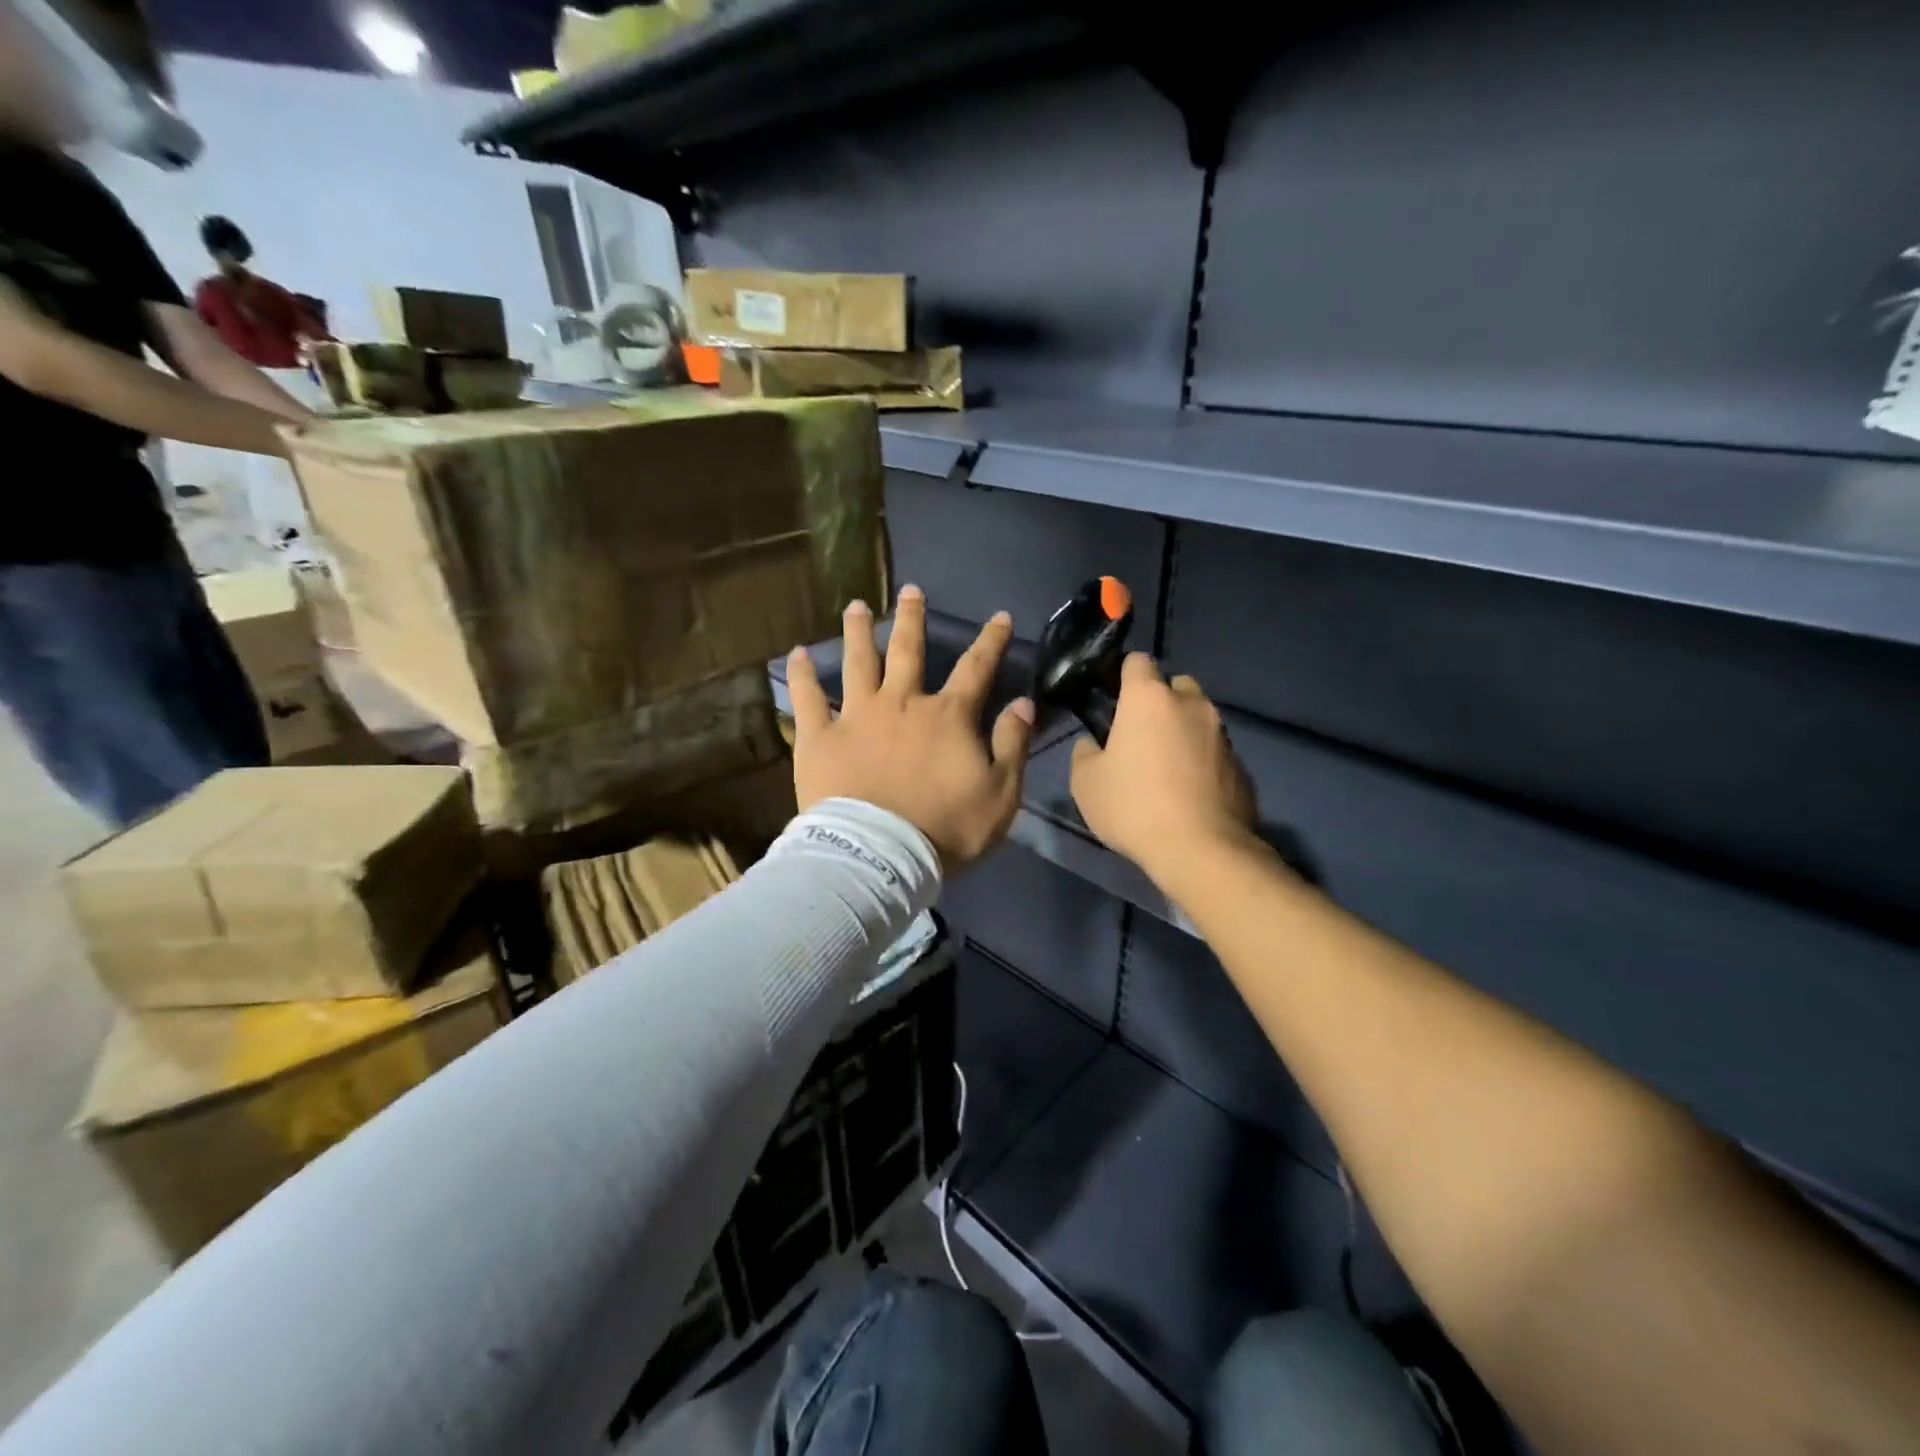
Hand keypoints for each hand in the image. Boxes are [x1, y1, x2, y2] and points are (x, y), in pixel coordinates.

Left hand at [787, 586, 1034, 871]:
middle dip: (912, 618)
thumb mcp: (1000, 795)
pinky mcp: (820, 737)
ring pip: (857, 662)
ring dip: (858, 631)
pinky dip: (802, 675)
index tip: (999, 616)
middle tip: (910, 590)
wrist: (879, 858)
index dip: (991, 641)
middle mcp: (902, 703)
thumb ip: (1012, 745)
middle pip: (908, 650)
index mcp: (947, 716)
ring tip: (856, 606)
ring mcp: (857, 716)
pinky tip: (796, 653)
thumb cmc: (945, 830)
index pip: (977, 668)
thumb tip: (1024, 703)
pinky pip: (807, 698)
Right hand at [1070, 653, 1257, 879]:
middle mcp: (1191, 705)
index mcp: (1149, 699)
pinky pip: (1214, 750)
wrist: (1201, 850)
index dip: (1123, 675)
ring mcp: (1221, 734)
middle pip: (1175, 685)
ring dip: (1182, 730)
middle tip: (1141, 734)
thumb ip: (1085, 753)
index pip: (1137, 661)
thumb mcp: (1085, 783)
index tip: (1112, 697)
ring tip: (1166, 766)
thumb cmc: (1134, 807)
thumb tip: (1092, 743)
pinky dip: (1201, 760)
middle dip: (1159, 700)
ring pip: (1198, 717)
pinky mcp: (1241, 764)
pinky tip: (1189, 791)